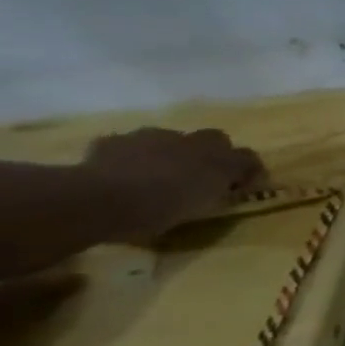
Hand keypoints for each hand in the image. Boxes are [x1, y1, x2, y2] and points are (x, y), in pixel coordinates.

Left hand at [82, 127, 266, 239]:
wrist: (97, 199)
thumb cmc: (160, 207)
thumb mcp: (202, 208)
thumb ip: (220, 193)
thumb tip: (230, 189)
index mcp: (219, 157)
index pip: (247, 157)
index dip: (247, 170)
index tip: (240, 187)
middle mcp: (191, 140)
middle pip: (212, 139)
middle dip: (209, 153)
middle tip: (199, 176)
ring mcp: (148, 138)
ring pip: (168, 139)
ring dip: (168, 152)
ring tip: (155, 175)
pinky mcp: (111, 143)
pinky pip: (126, 146)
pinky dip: (127, 156)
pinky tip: (119, 173)